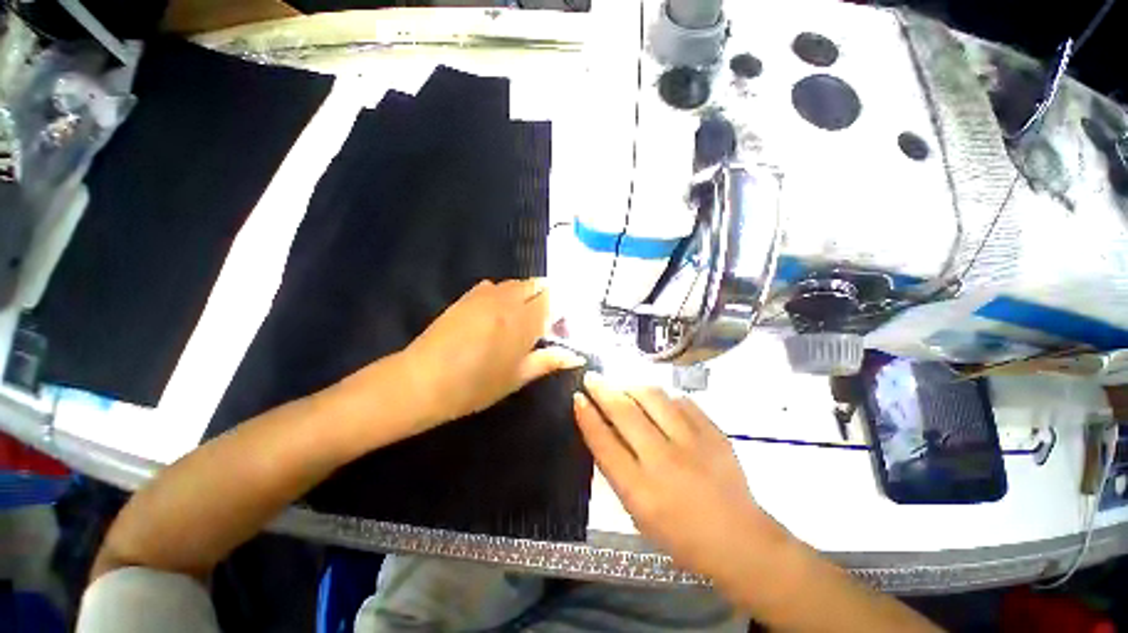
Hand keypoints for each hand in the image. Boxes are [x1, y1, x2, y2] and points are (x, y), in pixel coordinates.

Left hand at [400, 279, 582, 427]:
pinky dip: (506, 293)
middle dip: (548, 298)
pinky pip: (497, 285)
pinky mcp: (468, 295)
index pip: (555, 300)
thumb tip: (577, 357)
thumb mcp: (518, 377)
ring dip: (528, 295)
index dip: (563, 310)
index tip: (562, 326)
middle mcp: (508, 300)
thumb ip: (550, 361)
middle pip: (539, 285)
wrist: (422, 380)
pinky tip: (499, 313)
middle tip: (545, 322)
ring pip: (518, 283)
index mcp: (524, 321)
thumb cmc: (475, 386)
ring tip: (523, 318)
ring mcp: (486, 294)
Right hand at [573, 373, 791, 588]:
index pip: (603, 441)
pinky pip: (680, 399)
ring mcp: (692, 442)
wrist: (738, 540)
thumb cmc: (679, 534)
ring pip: (652, 396)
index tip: (577, 397)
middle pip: (624, 411)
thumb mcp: (636, 511)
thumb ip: (616, 468)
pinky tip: (657, 399)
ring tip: (622, 384)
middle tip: (592, 378)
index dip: (586, 415)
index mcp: (639, 489)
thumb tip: (601, 428)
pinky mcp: (713, 431)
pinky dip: (663, 395)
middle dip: (602, 389)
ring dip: (631, 385)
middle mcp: (663, 460)